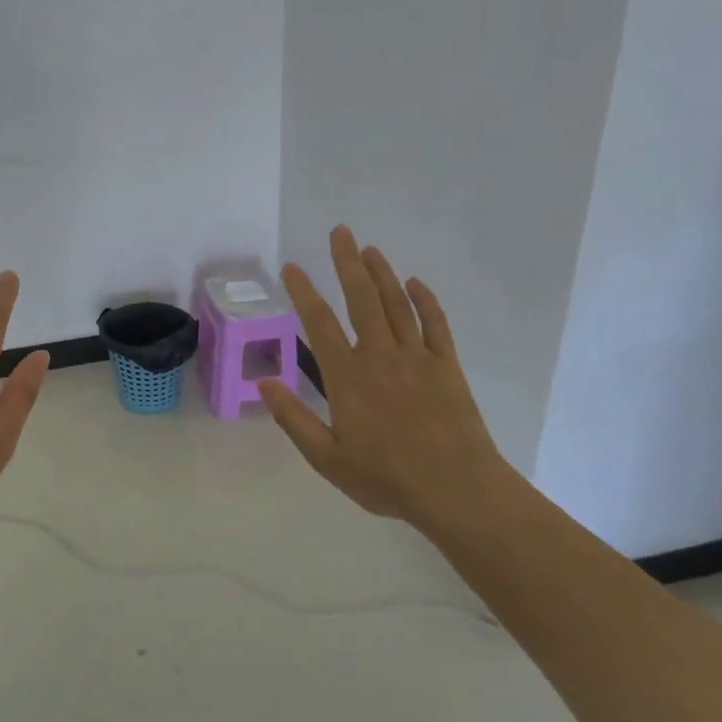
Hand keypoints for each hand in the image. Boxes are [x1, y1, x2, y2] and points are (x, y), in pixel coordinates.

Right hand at [259, 226, 511, 525]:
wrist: (457, 490)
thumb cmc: (387, 478)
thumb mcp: (327, 458)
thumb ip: (293, 419)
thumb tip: (264, 382)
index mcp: (348, 377)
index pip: (319, 324)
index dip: (304, 292)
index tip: (293, 268)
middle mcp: (380, 356)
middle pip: (362, 299)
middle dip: (347, 263)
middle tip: (340, 232)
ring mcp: (417, 357)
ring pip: (397, 304)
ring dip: (382, 273)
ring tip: (369, 249)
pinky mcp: (446, 366)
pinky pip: (435, 324)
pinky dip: (425, 300)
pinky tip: (416, 283)